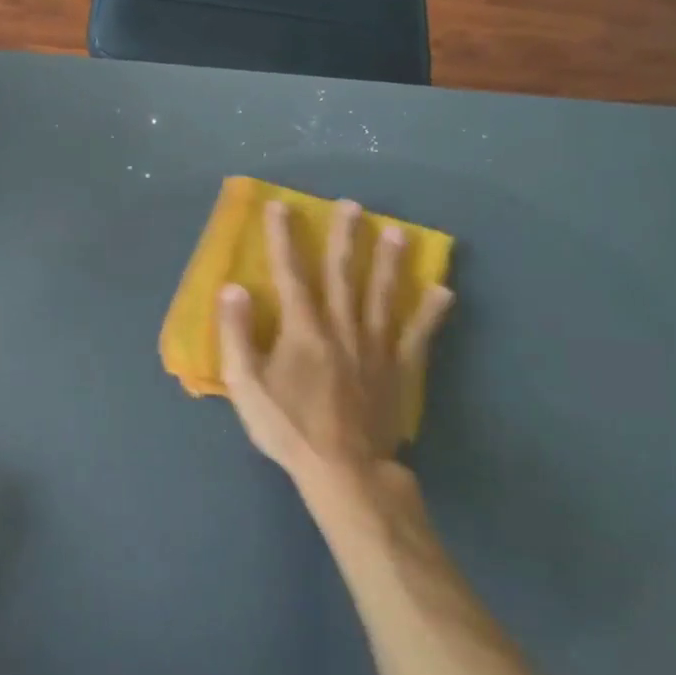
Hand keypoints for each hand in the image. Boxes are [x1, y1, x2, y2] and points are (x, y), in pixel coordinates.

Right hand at [218, 199, 452, 530]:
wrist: (343, 469)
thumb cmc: (287, 426)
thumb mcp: (245, 383)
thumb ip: (237, 334)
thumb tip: (232, 287)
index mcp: (303, 328)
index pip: (290, 273)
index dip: (283, 238)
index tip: (281, 206)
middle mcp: (341, 327)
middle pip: (343, 274)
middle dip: (344, 237)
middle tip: (352, 205)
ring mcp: (374, 347)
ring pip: (382, 295)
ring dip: (388, 261)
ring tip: (397, 231)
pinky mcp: (397, 369)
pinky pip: (416, 335)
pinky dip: (429, 313)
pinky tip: (442, 291)